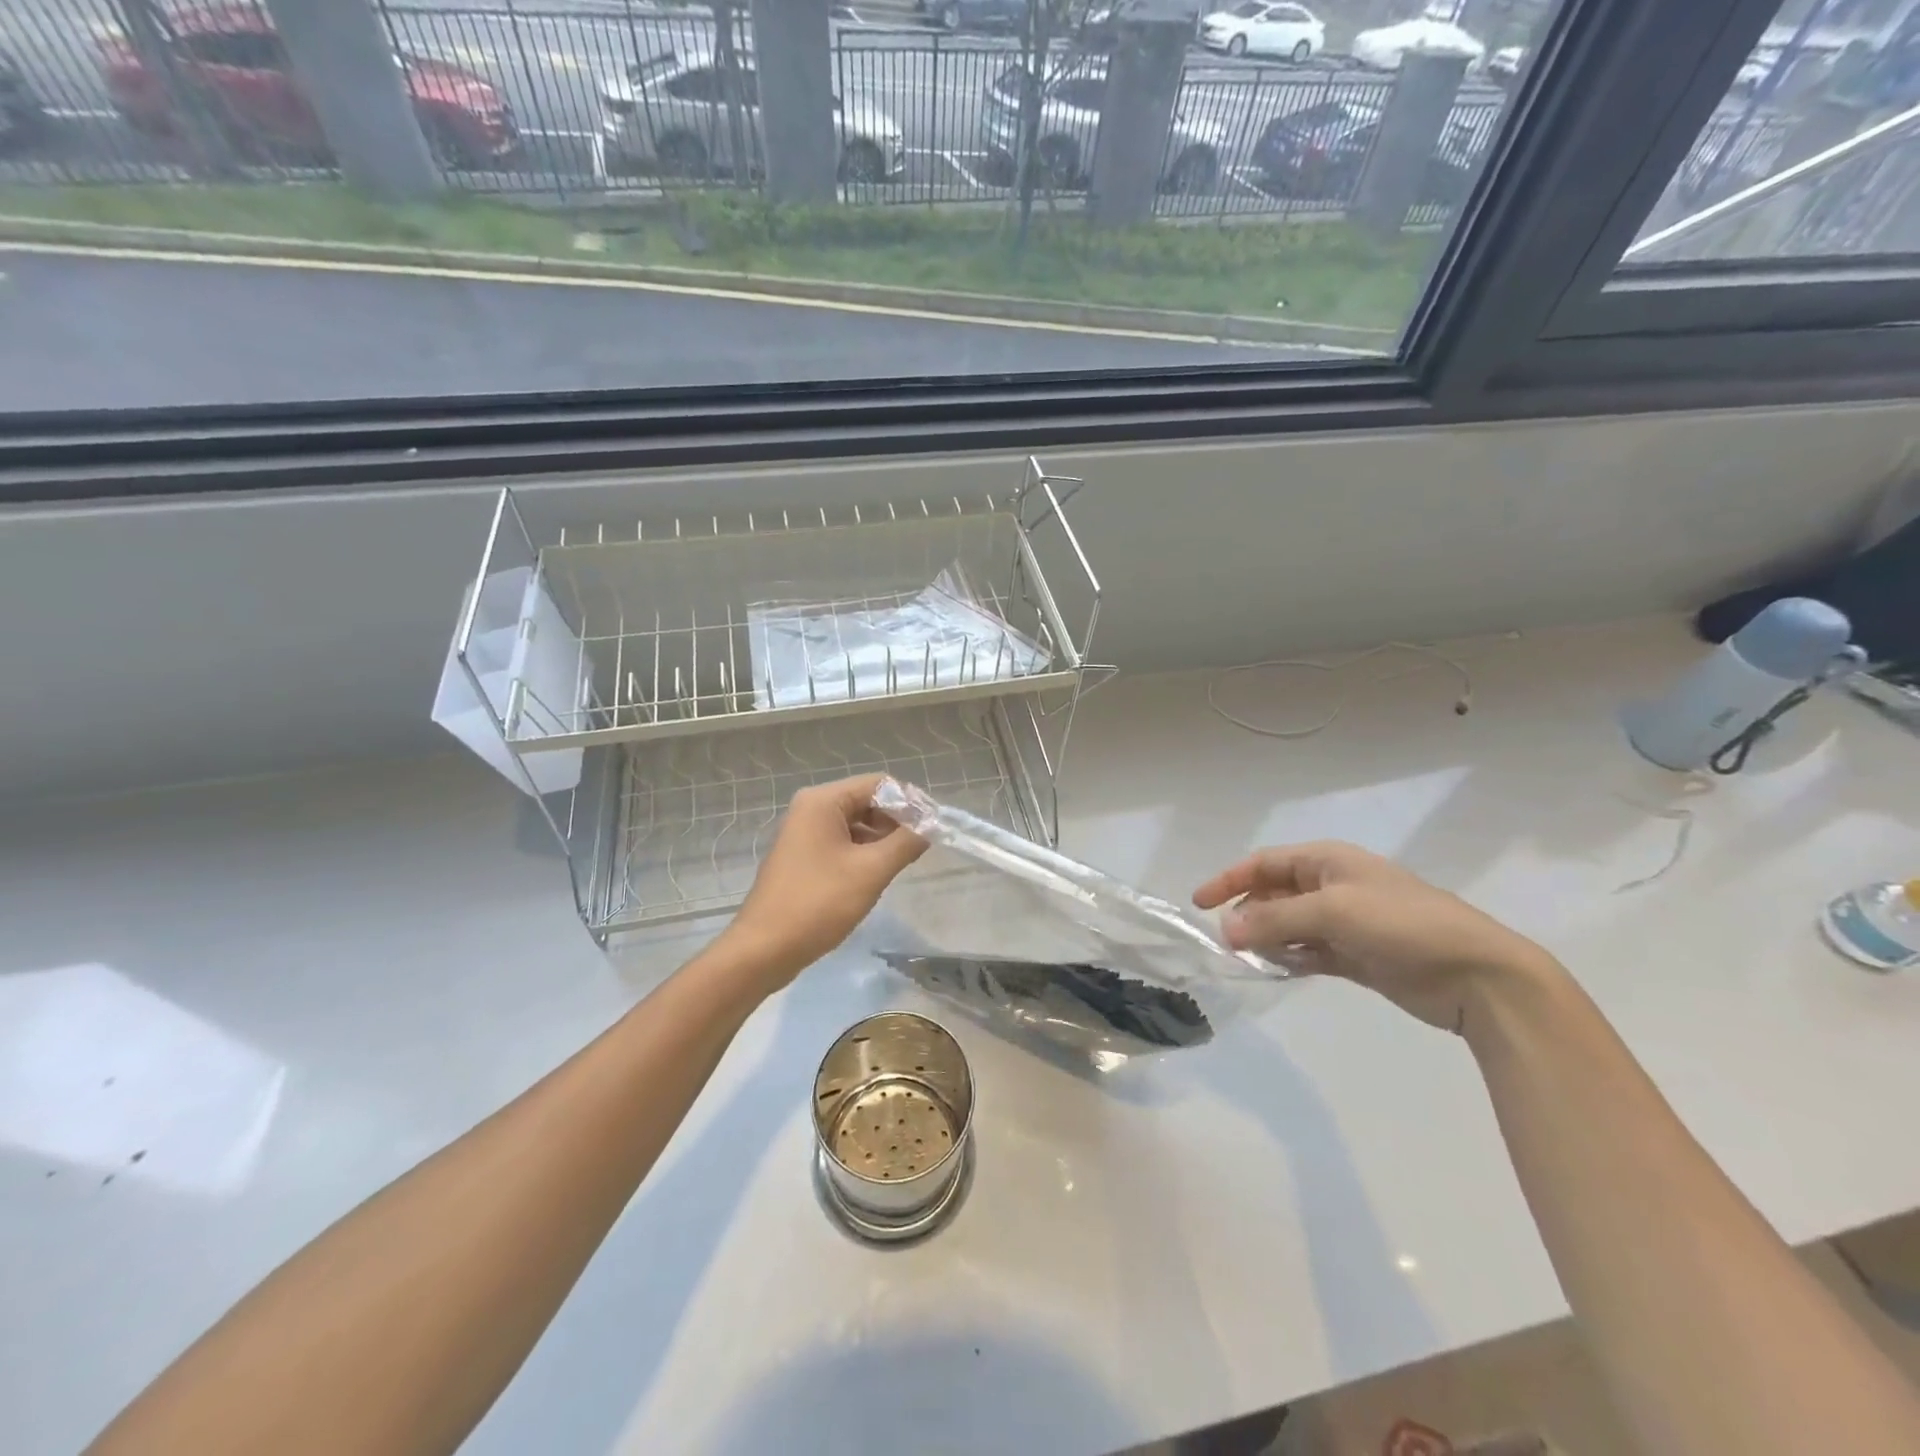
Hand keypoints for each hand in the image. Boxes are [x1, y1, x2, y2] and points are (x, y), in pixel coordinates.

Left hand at [720, 774, 927, 987]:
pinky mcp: (803, 856)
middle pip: (867, 800)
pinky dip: (864, 851)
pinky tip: (880, 872)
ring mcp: (804, 833)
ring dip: (882, 837)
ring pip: (856, 823)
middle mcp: (811, 808)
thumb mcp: (871, 871)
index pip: (879, 784)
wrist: (764, 948)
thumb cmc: (818, 903)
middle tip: (923, 845)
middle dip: (897, 820)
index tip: (934, 826)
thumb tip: (931, 825)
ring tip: (906, 860)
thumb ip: (905, 842)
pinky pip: (842, 841)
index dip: (910, 802)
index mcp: (823, 801)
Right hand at [1193, 841, 1559, 1034]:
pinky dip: (1290, 959)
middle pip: (1275, 894)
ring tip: (1245, 958)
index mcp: (1329, 862)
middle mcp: (1333, 887)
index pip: (1265, 863)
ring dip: (1267, 939)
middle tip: (1224, 940)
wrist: (1477, 974)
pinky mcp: (1358, 956)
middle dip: (1247, 913)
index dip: (1230, 879)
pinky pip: (1310, 953)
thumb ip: (1275, 921)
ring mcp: (1347, 923)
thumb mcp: (1333, 913)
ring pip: (1290, 926)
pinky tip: (1275, 971)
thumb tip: (1226, 931)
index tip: (1199, 903)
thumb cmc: (1403, 925)